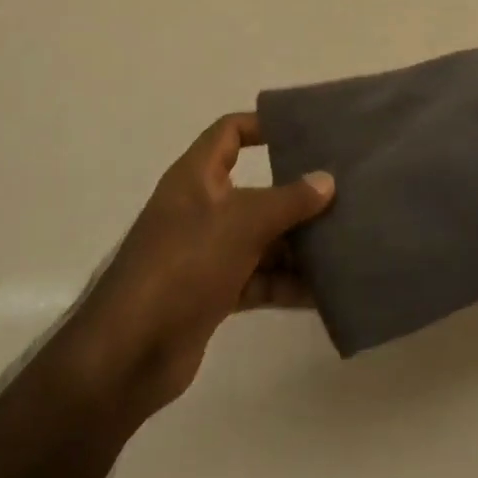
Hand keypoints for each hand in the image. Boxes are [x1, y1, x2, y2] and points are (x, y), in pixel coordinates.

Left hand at [59, 113, 333, 422]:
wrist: (131, 351)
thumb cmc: (184, 264)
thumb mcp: (241, 223)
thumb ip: (288, 201)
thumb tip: (326, 180)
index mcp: (196, 176)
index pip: (229, 133)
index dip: (263, 126)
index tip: (305, 132)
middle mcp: (201, 208)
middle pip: (255, 189)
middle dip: (296, 193)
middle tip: (344, 191)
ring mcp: (207, 252)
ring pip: (261, 238)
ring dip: (298, 243)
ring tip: (346, 241)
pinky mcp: (213, 293)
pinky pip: (259, 278)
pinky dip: (287, 282)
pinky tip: (325, 291)